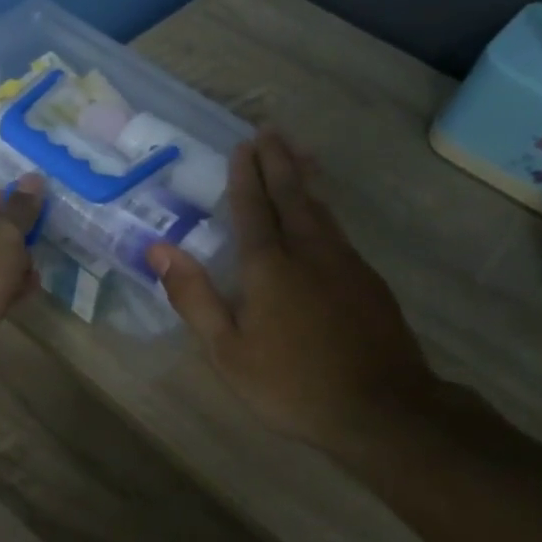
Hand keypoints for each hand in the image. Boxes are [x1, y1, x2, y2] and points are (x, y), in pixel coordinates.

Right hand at [146, 133, 435, 451]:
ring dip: (304, 177)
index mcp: (268, 266)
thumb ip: (194, 297)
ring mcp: (344, 263)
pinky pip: (339, 228)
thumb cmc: (291, 384)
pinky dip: (325, 206)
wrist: (382, 410)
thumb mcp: (227, 350)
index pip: (253, 208)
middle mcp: (308, 251)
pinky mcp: (369, 280)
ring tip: (297, 152)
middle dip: (277, 162)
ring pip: (321, 207)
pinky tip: (323, 211)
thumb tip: (159, 249)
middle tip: (269, 131)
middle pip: (291, 195)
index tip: (243, 145)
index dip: (245, 176)